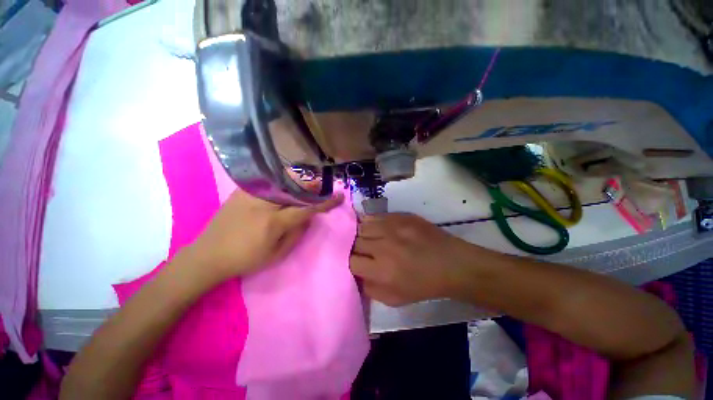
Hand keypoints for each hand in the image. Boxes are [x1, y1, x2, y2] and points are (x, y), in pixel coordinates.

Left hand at [190, 188, 343, 282]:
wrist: (208, 254)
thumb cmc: (245, 259)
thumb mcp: (276, 254)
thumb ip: (297, 233)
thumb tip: (309, 216)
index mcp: (274, 221)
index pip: (307, 208)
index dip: (326, 202)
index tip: (339, 196)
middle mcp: (264, 202)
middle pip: (297, 188)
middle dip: (313, 187)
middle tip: (322, 188)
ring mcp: (251, 193)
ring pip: (284, 180)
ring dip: (299, 182)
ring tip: (307, 186)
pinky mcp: (242, 190)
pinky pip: (270, 181)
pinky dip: (283, 182)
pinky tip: (286, 186)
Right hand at [350, 213, 479, 305]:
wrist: (451, 263)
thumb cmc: (423, 285)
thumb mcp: (394, 299)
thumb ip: (369, 288)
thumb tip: (356, 274)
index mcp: (381, 270)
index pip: (350, 261)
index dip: (349, 262)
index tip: (354, 263)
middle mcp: (383, 246)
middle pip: (354, 242)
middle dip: (353, 248)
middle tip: (360, 251)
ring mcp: (392, 228)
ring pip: (362, 226)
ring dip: (360, 234)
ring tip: (365, 238)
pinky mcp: (400, 216)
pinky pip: (375, 216)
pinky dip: (370, 222)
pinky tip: (375, 228)